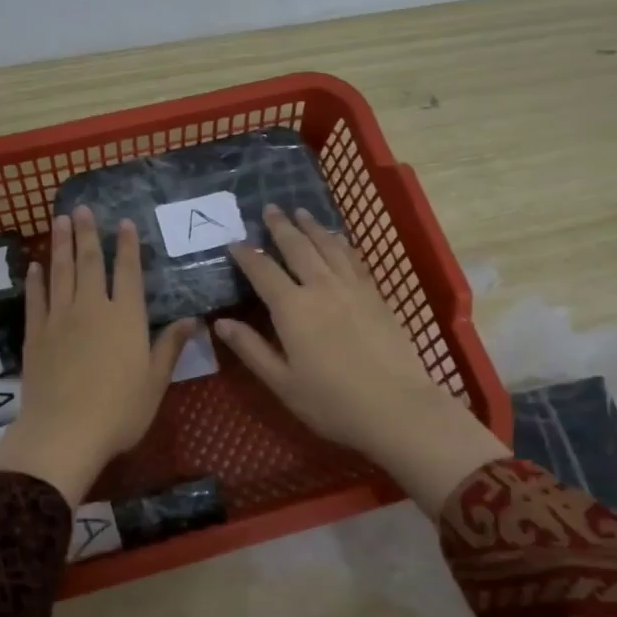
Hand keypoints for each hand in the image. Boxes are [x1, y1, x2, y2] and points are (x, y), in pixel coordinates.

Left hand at [0, 207, 195, 504]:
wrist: (65, 432)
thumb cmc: (120, 411)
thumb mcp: (155, 381)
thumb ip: (170, 346)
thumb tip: (192, 320)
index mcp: (126, 318)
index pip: (128, 272)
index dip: (126, 246)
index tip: (123, 223)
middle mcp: (92, 308)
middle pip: (89, 263)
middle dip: (86, 234)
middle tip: (81, 209)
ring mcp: (60, 319)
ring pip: (60, 273)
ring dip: (60, 245)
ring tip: (59, 221)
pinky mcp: (36, 335)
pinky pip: (36, 300)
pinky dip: (36, 281)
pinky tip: (35, 267)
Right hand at [217, 205, 508, 515]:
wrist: (397, 407)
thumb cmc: (331, 402)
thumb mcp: (282, 382)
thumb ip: (250, 348)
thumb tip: (220, 323)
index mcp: (292, 308)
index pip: (263, 271)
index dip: (246, 255)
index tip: (234, 243)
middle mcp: (321, 287)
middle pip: (298, 247)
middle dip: (281, 227)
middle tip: (269, 209)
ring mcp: (352, 288)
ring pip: (328, 246)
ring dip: (312, 227)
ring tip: (301, 213)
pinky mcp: (376, 296)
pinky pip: (354, 259)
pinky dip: (341, 244)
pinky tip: (338, 240)